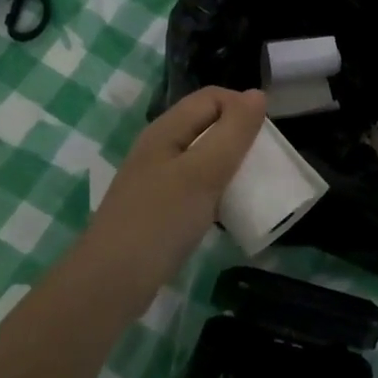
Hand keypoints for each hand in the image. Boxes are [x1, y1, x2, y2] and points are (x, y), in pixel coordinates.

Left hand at [93, 87, 266, 263]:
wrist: (110, 283)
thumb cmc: (160, 221)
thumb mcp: (204, 172)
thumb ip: (233, 132)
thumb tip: (257, 94)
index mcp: (166, 129)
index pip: (211, 97)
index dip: (242, 106)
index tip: (267, 138)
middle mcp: (159, 147)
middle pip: (206, 125)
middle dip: (238, 136)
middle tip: (264, 164)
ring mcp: (156, 179)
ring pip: (201, 157)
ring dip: (228, 166)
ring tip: (250, 187)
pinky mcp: (157, 209)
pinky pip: (194, 187)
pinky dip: (215, 191)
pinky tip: (226, 212)